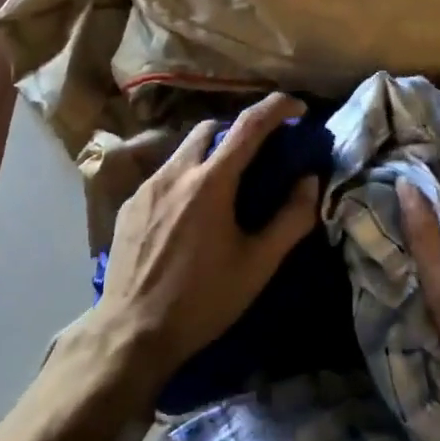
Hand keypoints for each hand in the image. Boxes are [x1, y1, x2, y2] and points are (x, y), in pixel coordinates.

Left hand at [94, 92, 319, 387]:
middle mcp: (175, 173)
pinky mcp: (129, 205)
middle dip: (239, 129)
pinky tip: (191, 211)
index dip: (276, 108)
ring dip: (210, 153)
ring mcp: (146, 187)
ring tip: (226, 184)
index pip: (248, 125)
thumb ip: (290, 219)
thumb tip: (310, 181)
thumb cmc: (202, 300)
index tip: (297, 107)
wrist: (132, 333)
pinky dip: (186, 176)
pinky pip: (164, 174)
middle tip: (260, 153)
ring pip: (183, 150)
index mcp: (210, 183)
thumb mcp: (257, 265)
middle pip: (210, 128)